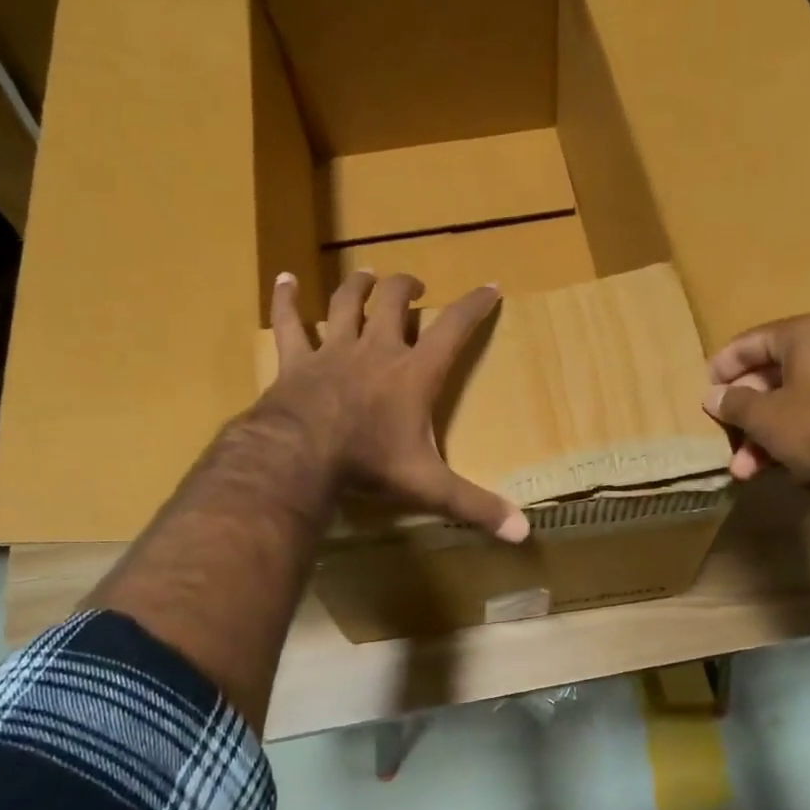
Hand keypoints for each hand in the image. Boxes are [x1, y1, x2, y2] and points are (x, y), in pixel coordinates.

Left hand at [266, 270, 529, 543]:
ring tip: (368, 275)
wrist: (300, 456)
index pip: (454, 329)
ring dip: (359, 286)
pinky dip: (287, 299)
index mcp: (414, 373)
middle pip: (394, 303)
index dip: (474, 306)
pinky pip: (289, 322)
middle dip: (407, 288)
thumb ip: (476, 506)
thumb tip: (524, 534)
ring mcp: (333, 350)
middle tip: (415, 286)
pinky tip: (286, 279)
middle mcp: (376, 350)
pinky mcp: (296, 360)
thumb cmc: (370, 465)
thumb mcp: (430, 487)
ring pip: (347, 303)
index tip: (490, 287)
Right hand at [701, 313, 809, 492]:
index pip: (754, 340)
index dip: (725, 364)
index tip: (706, 387)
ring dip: (765, 435)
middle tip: (724, 435)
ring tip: (745, 469)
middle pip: (775, 374)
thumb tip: (713, 396)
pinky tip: (779, 468)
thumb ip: (735, 404)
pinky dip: (795, 437)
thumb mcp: (766, 417)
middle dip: (745, 412)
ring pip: (797, 401)